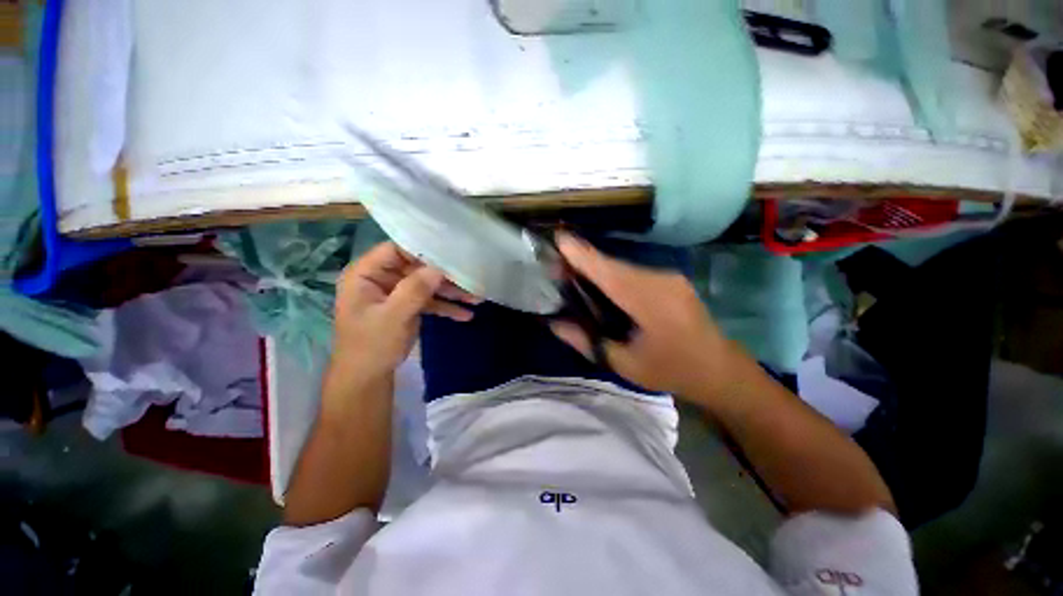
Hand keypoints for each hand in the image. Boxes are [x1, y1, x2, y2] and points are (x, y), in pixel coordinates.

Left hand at [329, 242, 480, 386]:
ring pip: (427, 285)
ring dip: (451, 292)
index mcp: (366, 274)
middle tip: (471, 279)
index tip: (450, 254)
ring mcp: (396, 293)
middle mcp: (382, 278)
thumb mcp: (393, 317)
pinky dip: (446, 307)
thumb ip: (414, 290)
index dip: (422, 250)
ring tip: (476, 298)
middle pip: (417, 268)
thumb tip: (439, 268)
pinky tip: (466, 314)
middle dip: (444, 276)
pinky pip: (429, 301)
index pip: (396, 250)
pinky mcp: (407, 306)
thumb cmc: (371, 347)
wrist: (367, 379)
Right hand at [550, 233, 739, 399]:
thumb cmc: (671, 371)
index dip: (582, 255)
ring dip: (598, 269)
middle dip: (584, 262)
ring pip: (622, 267)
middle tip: (557, 267)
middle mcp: (660, 281)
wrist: (721, 370)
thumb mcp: (624, 364)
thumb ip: (587, 342)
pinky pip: (633, 272)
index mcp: (650, 302)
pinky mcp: (671, 280)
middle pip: (613, 266)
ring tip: (574, 275)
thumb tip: (555, 324)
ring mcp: (669, 277)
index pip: (608, 273)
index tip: (559, 238)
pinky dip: (613, 275)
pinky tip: (601, 286)